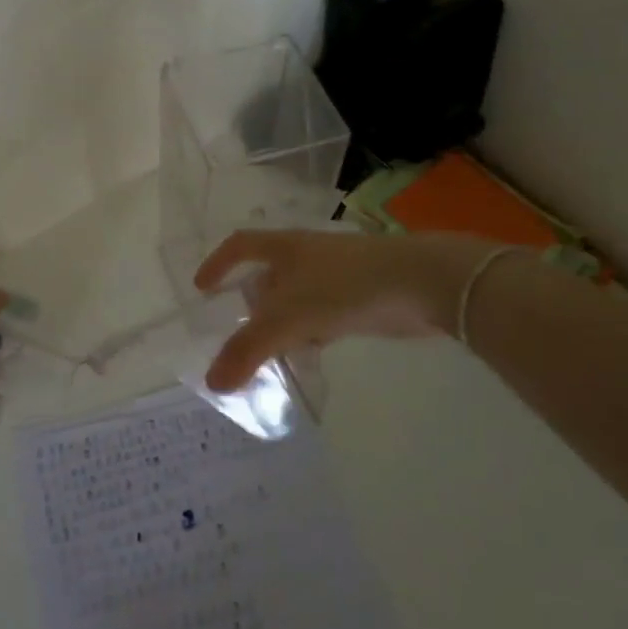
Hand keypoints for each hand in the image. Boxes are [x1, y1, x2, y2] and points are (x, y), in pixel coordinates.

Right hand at [193, 228, 499, 391]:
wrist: (425, 282)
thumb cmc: (347, 287)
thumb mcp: (289, 318)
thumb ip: (249, 350)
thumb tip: (212, 382)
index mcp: (284, 247)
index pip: (239, 246)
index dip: (217, 264)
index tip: (202, 289)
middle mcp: (306, 255)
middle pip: (268, 275)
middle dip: (252, 303)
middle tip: (239, 333)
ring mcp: (336, 274)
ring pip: (296, 298)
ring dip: (282, 322)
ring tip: (272, 352)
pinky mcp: (361, 294)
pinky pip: (322, 312)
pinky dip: (310, 331)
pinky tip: (313, 352)